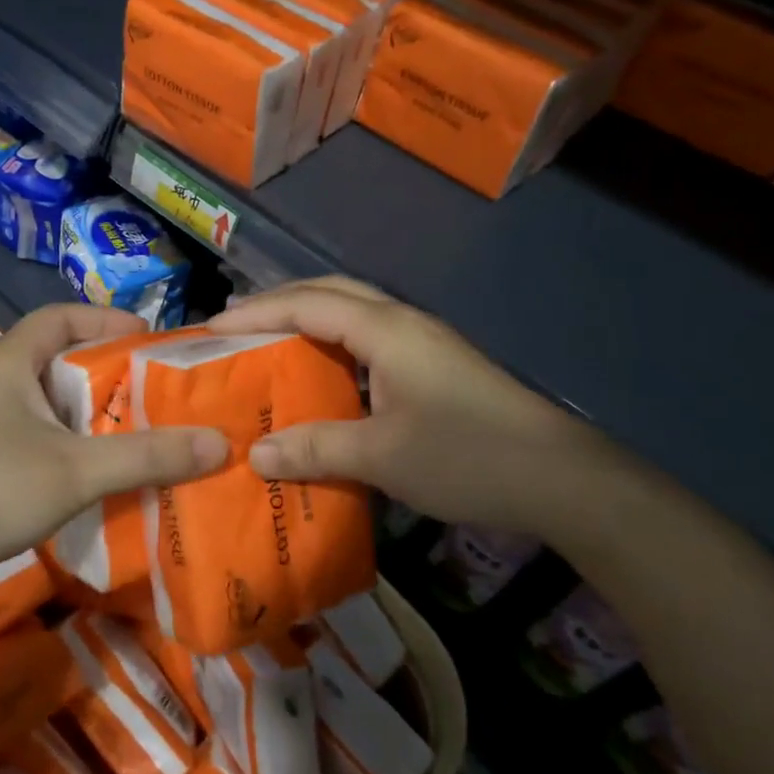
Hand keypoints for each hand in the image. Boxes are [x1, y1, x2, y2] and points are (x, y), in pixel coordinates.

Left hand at [0, 305, 227, 596]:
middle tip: (157, 394)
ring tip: (141, 436)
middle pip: (59, 362)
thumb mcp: (77, 468)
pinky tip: (99, 479)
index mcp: (9, 362)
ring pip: (48, 408)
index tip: (150, 338)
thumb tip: (222, 442)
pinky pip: (36, 444)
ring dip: (91, 419)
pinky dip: (70, 451)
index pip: (60, 317)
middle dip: (109, 375)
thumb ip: (148, 455)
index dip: (106, 319)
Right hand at [209, 277, 614, 536]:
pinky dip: (335, 348)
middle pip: (330, 293)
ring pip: (353, 314)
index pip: (307, 304)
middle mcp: (402, 323)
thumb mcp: (381, 456)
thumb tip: (256, 455)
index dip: (256, 313)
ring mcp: (423, 344)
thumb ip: (315, 448)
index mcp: (385, 330)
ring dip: (308, 322)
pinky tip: (323, 379)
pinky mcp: (435, 368)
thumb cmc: (466, 456)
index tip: (211, 330)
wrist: (563, 480)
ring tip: (269, 346)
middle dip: (279, 304)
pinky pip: (370, 341)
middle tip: (236, 329)